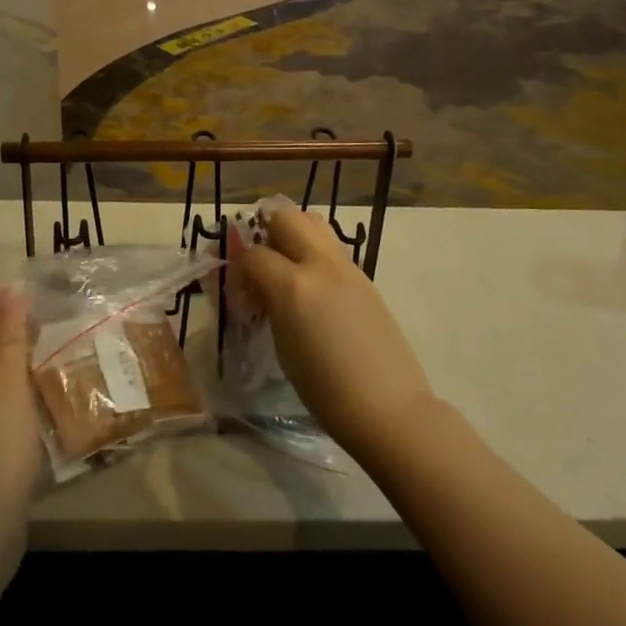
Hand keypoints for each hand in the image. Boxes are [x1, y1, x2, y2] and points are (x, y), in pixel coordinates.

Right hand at [233, 207, 434, 458]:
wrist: (387, 408)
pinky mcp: (365, 278)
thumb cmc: (325, 391)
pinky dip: (315, 255)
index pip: (253, 255)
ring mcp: (347, 268)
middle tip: (262, 265)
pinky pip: (332, 249)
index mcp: (293, 286)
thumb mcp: (283, 347)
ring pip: (314, 223)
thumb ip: (269, 306)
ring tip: (287, 270)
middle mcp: (320, 265)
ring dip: (294, 236)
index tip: (238, 291)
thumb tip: (259, 289)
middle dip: (266, 233)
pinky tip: (313, 290)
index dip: (239, 269)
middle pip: (286, 218)